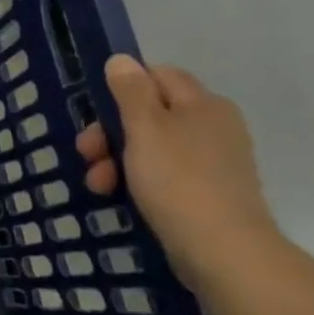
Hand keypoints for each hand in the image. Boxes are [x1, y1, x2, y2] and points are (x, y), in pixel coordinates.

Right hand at [76, 54, 280, 292]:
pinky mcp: (210, 194)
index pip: (157, 76)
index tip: (96, 113)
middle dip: (111, 131)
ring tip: (98, 184)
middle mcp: (214, 126)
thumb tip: (122, 60)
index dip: (123, 88)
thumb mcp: (145, 128)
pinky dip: (139, 181)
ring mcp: (215, 162)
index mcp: (203, 104)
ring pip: (153, 147)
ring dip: (118, 159)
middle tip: (87, 153)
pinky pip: (166, 175)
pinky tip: (119, 197)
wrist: (226, 254)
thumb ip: (130, 91)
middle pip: (151, 113)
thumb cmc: (179, 181)